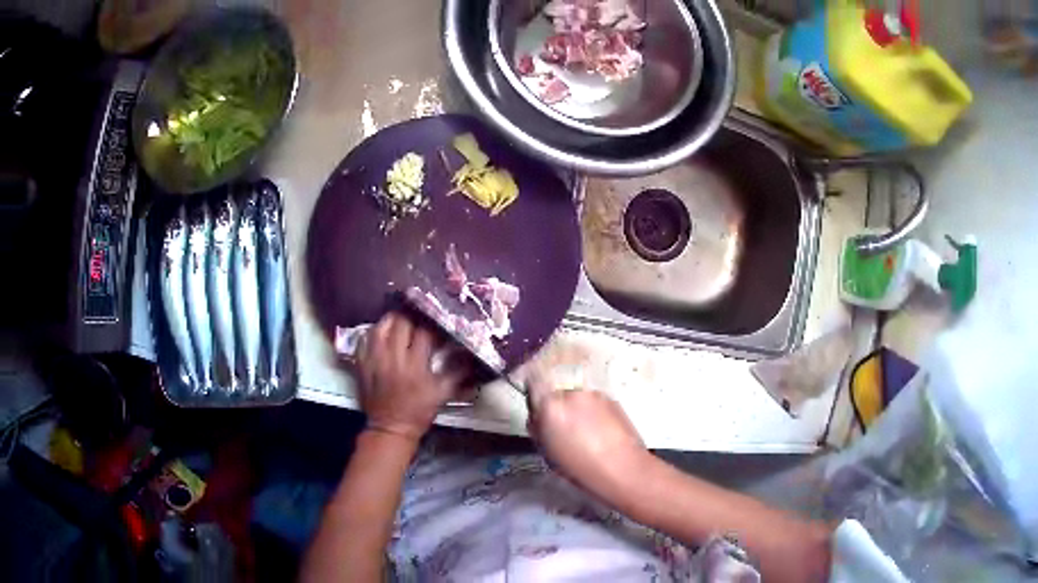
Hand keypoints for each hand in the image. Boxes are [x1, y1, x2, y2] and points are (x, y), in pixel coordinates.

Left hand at [357, 313, 464, 439]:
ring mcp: (375, 359)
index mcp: (415, 365)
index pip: (424, 333)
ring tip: (401, 318)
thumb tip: (470, 354)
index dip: (433, 325)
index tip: (439, 323)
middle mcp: (393, 358)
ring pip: (381, 327)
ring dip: (392, 320)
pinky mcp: (362, 363)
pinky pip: (364, 339)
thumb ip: (458, 373)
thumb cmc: (419, 411)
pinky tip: (382, 332)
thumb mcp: (442, 394)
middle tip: (420, 316)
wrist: (391, 427)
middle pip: (402, 324)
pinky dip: (374, 332)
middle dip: (413, 317)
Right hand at [527, 380, 647, 496]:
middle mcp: (571, 393)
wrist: (623, 468)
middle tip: (564, 428)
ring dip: (578, 410)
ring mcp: (595, 394)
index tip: (538, 405)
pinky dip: (594, 413)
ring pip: (578, 398)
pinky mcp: (613, 399)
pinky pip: (595, 403)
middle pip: (558, 392)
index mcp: (550, 406)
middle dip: (559, 406)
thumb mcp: (548, 453)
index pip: (534, 381)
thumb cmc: (580, 468)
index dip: (535, 391)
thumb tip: (538, 416)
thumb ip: (538, 428)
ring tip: (586, 433)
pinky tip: (601, 433)